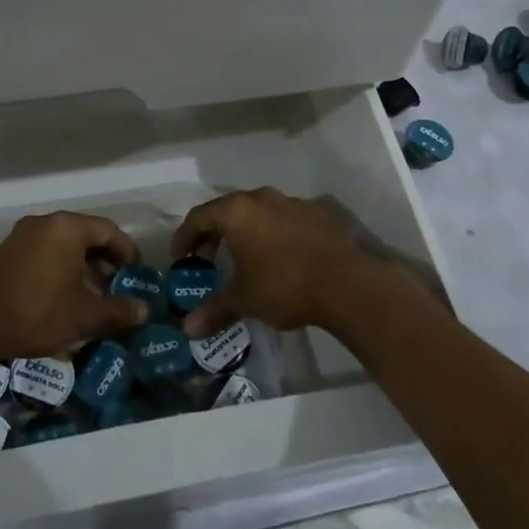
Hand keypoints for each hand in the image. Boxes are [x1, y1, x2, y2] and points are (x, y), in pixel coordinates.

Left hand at [0, 212, 150, 361]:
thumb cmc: (36, 312)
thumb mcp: (84, 315)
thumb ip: (118, 310)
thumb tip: (144, 311)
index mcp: (67, 228)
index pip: (108, 230)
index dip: (127, 251)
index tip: (136, 273)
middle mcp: (45, 223)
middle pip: (85, 234)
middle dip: (105, 259)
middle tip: (118, 284)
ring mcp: (22, 235)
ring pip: (64, 244)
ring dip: (83, 265)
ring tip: (94, 294)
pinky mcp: (7, 252)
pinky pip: (45, 251)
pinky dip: (61, 267)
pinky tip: (65, 295)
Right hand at [176, 188, 398, 338]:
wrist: (347, 284)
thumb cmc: (285, 286)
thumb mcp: (244, 300)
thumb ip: (214, 310)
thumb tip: (188, 330)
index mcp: (238, 211)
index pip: (199, 216)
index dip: (185, 237)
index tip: (181, 258)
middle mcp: (262, 198)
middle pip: (228, 210)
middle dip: (214, 234)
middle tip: (208, 259)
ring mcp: (293, 202)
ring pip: (258, 212)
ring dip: (245, 232)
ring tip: (244, 259)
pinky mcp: (318, 213)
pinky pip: (284, 219)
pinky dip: (273, 233)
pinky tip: (280, 258)